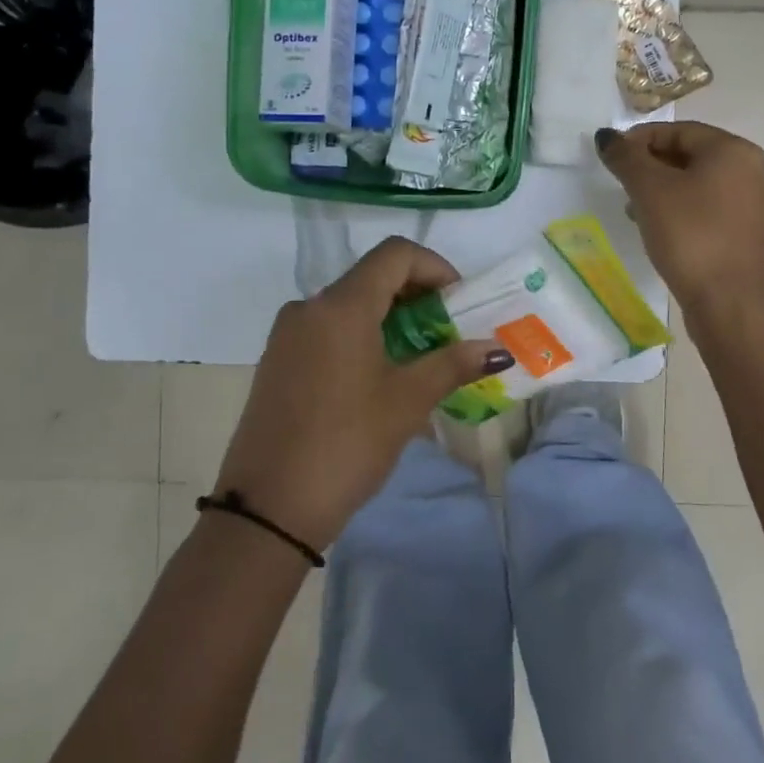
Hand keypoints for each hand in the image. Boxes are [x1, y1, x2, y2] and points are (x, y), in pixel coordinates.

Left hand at [213, 237, 513, 553]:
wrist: (267, 509)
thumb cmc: (346, 444)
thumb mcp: (407, 402)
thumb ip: (452, 364)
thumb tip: (496, 349)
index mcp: (341, 305)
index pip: (395, 254)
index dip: (435, 267)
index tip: (458, 303)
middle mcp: (309, 307)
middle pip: (372, 277)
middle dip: (416, 296)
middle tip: (447, 333)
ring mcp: (287, 334)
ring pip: (349, 305)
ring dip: (390, 318)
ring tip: (419, 358)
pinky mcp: (277, 360)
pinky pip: (327, 330)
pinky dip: (361, 336)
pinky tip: (380, 376)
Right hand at [595, 121, 763, 318]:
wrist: (728, 302)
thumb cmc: (690, 235)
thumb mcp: (650, 191)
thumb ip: (626, 158)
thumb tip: (606, 136)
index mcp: (732, 151)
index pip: (678, 130)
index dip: (639, 139)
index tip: (611, 158)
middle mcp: (749, 170)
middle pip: (688, 155)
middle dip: (649, 166)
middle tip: (620, 184)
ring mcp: (749, 204)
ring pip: (695, 183)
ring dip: (661, 190)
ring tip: (633, 210)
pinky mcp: (743, 233)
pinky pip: (705, 208)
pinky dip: (678, 210)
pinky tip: (656, 230)